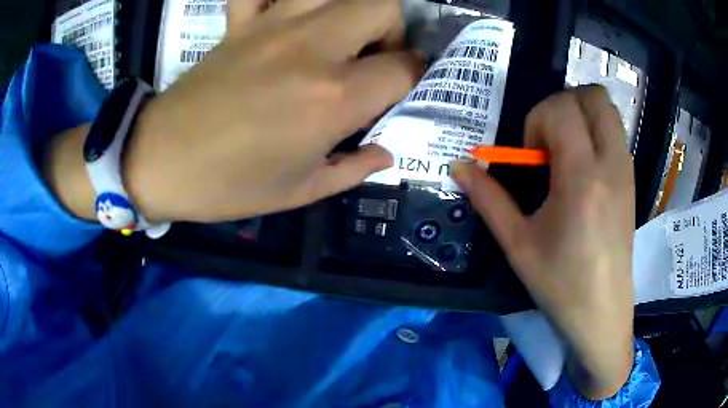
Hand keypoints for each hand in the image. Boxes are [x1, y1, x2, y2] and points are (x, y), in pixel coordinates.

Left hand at [46, 0, 420, 222]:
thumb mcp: (301, 191)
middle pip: (383, 7)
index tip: (405, 91)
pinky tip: (287, 15)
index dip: (416, 78)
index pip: (405, 69)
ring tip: (341, 35)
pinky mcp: (242, 22)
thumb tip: (387, 152)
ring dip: (352, 8)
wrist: (159, 161)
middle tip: (374, 59)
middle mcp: (312, 49)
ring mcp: (274, 25)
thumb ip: (355, 168)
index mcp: (333, 99)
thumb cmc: (228, 185)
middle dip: (393, 31)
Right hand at [453, 86, 634, 399]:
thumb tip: (459, 166)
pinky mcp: (631, 180)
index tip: (531, 155)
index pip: (561, 109)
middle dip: (563, 104)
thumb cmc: (560, 284)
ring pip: (608, 110)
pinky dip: (596, 131)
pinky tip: (583, 167)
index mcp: (581, 179)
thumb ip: (488, 199)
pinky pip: (615, 132)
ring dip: (582, 115)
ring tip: (566, 149)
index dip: (537, 120)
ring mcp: (626, 170)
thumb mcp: (518, 244)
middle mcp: (610, 164)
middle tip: (548, 140)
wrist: (602, 311)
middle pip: (592, 96)